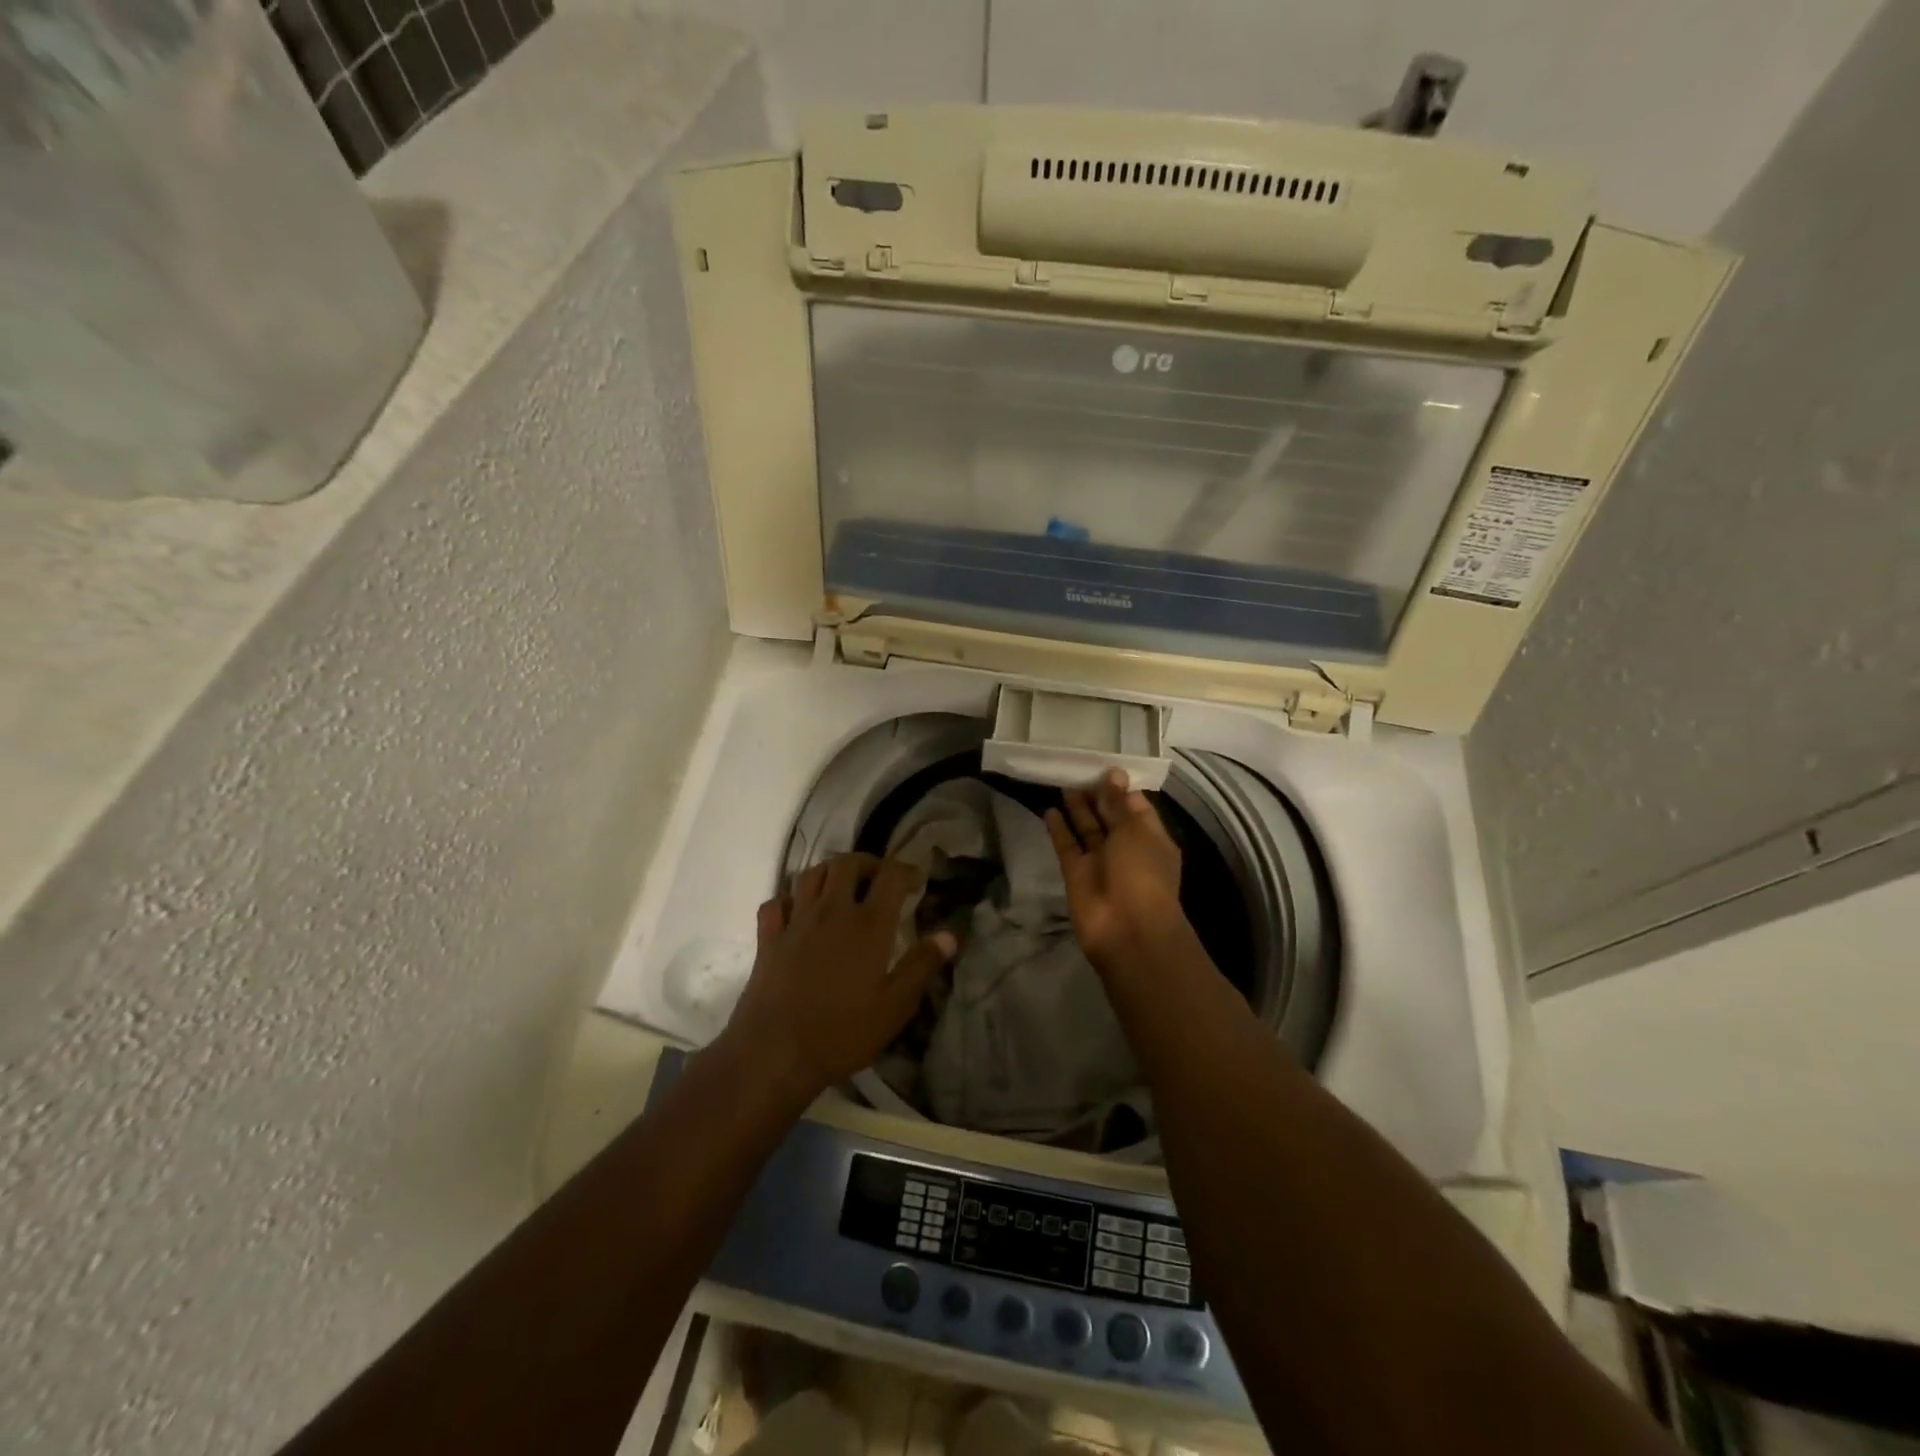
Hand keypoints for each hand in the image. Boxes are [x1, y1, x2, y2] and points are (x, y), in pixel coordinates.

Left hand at [720, 853, 956, 1102]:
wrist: (775, 1053)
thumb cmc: (843, 1032)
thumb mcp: (895, 1006)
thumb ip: (922, 965)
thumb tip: (949, 935)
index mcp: (868, 924)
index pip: (891, 875)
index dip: (907, 870)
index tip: (917, 881)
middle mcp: (831, 911)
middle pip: (847, 863)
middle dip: (868, 863)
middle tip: (879, 880)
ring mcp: (796, 921)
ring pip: (811, 874)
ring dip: (830, 872)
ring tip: (842, 888)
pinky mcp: (768, 938)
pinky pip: (776, 902)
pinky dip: (789, 899)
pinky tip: (798, 912)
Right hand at [1044, 770, 1187, 972]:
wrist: (1127, 930)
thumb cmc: (1141, 873)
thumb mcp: (1134, 831)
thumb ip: (1119, 803)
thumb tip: (1114, 773)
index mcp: (1151, 838)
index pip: (1136, 806)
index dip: (1121, 787)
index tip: (1103, 765)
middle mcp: (1126, 848)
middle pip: (1110, 816)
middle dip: (1097, 795)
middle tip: (1077, 768)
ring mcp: (1100, 863)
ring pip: (1087, 830)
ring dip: (1077, 808)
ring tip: (1062, 781)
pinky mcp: (1077, 874)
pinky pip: (1067, 847)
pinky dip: (1059, 830)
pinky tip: (1048, 809)